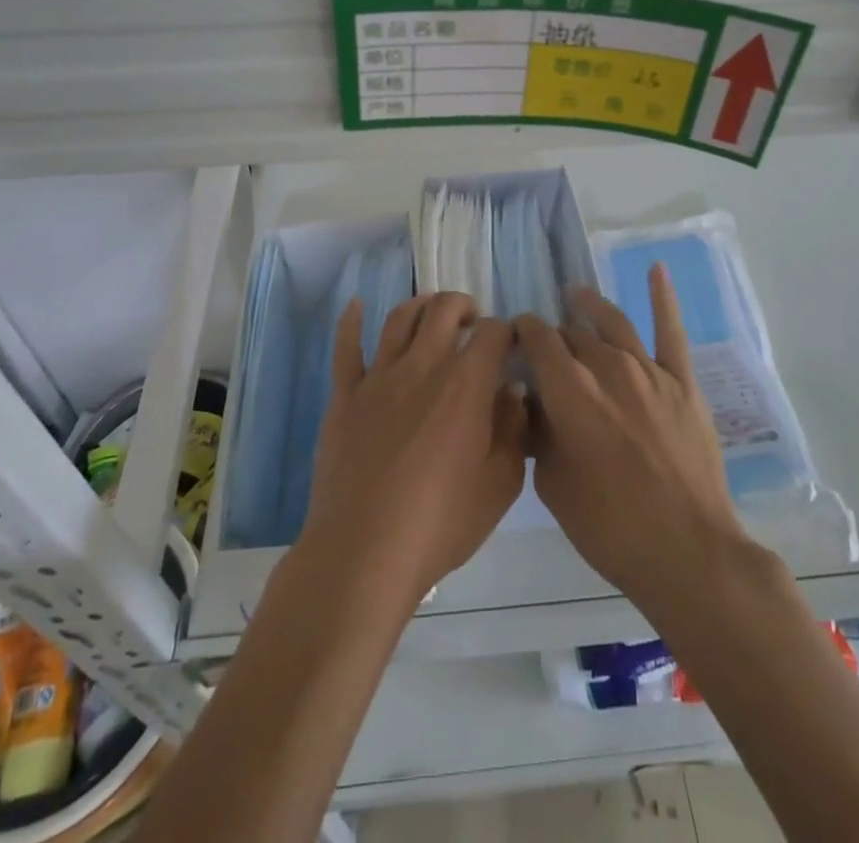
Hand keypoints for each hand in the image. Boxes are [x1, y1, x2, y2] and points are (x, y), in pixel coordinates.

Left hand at [298, 292, 527, 610]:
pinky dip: (351, 320)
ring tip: (431, 315)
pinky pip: (346, 346)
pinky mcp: (345, 395)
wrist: (364, 553)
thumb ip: (513, 428)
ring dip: (421, 306)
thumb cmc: (441, 524)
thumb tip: (511, 390)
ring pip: (400, 318)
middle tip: (473, 324)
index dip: (507, 330)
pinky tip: (356, 305)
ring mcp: (379, 377)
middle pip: (444, 310)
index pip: (494, 332)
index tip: (511, 344)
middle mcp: (423, 366)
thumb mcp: (500, 484)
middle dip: (465, 306)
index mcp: (466, 385)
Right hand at [519, 266, 753, 623]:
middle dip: (554, 333)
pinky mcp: (682, 383)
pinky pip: (671, 331)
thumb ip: (540, 433)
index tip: (514, 336)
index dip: (522, 332)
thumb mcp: (553, 484)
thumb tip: (537, 403)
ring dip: (591, 306)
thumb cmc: (609, 526)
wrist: (687, 551)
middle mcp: (607, 368)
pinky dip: (663, 297)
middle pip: (572, 333)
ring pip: (614, 323)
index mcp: (569, 391)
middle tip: (545, 342)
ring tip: (577, 294)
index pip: (538, 339)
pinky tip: (656, 269)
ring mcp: (649, 371)